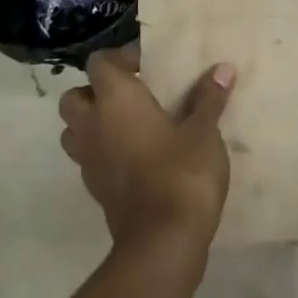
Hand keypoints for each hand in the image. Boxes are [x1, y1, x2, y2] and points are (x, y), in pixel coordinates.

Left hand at [58, 48, 236, 256]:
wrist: (162, 240)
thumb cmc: (183, 172)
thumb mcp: (204, 131)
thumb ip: (209, 98)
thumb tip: (223, 69)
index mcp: (116, 101)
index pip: (99, 63)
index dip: (121, 58)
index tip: (151, 65)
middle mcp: (93, 125)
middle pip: (76, 96)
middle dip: (98, 90)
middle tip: (134, 94)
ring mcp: (89, 160)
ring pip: (74, 129)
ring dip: (94, 121)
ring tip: (131, 124)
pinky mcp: (95, 189)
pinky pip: (89, 157)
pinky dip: (104, 150)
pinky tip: (137, 155)